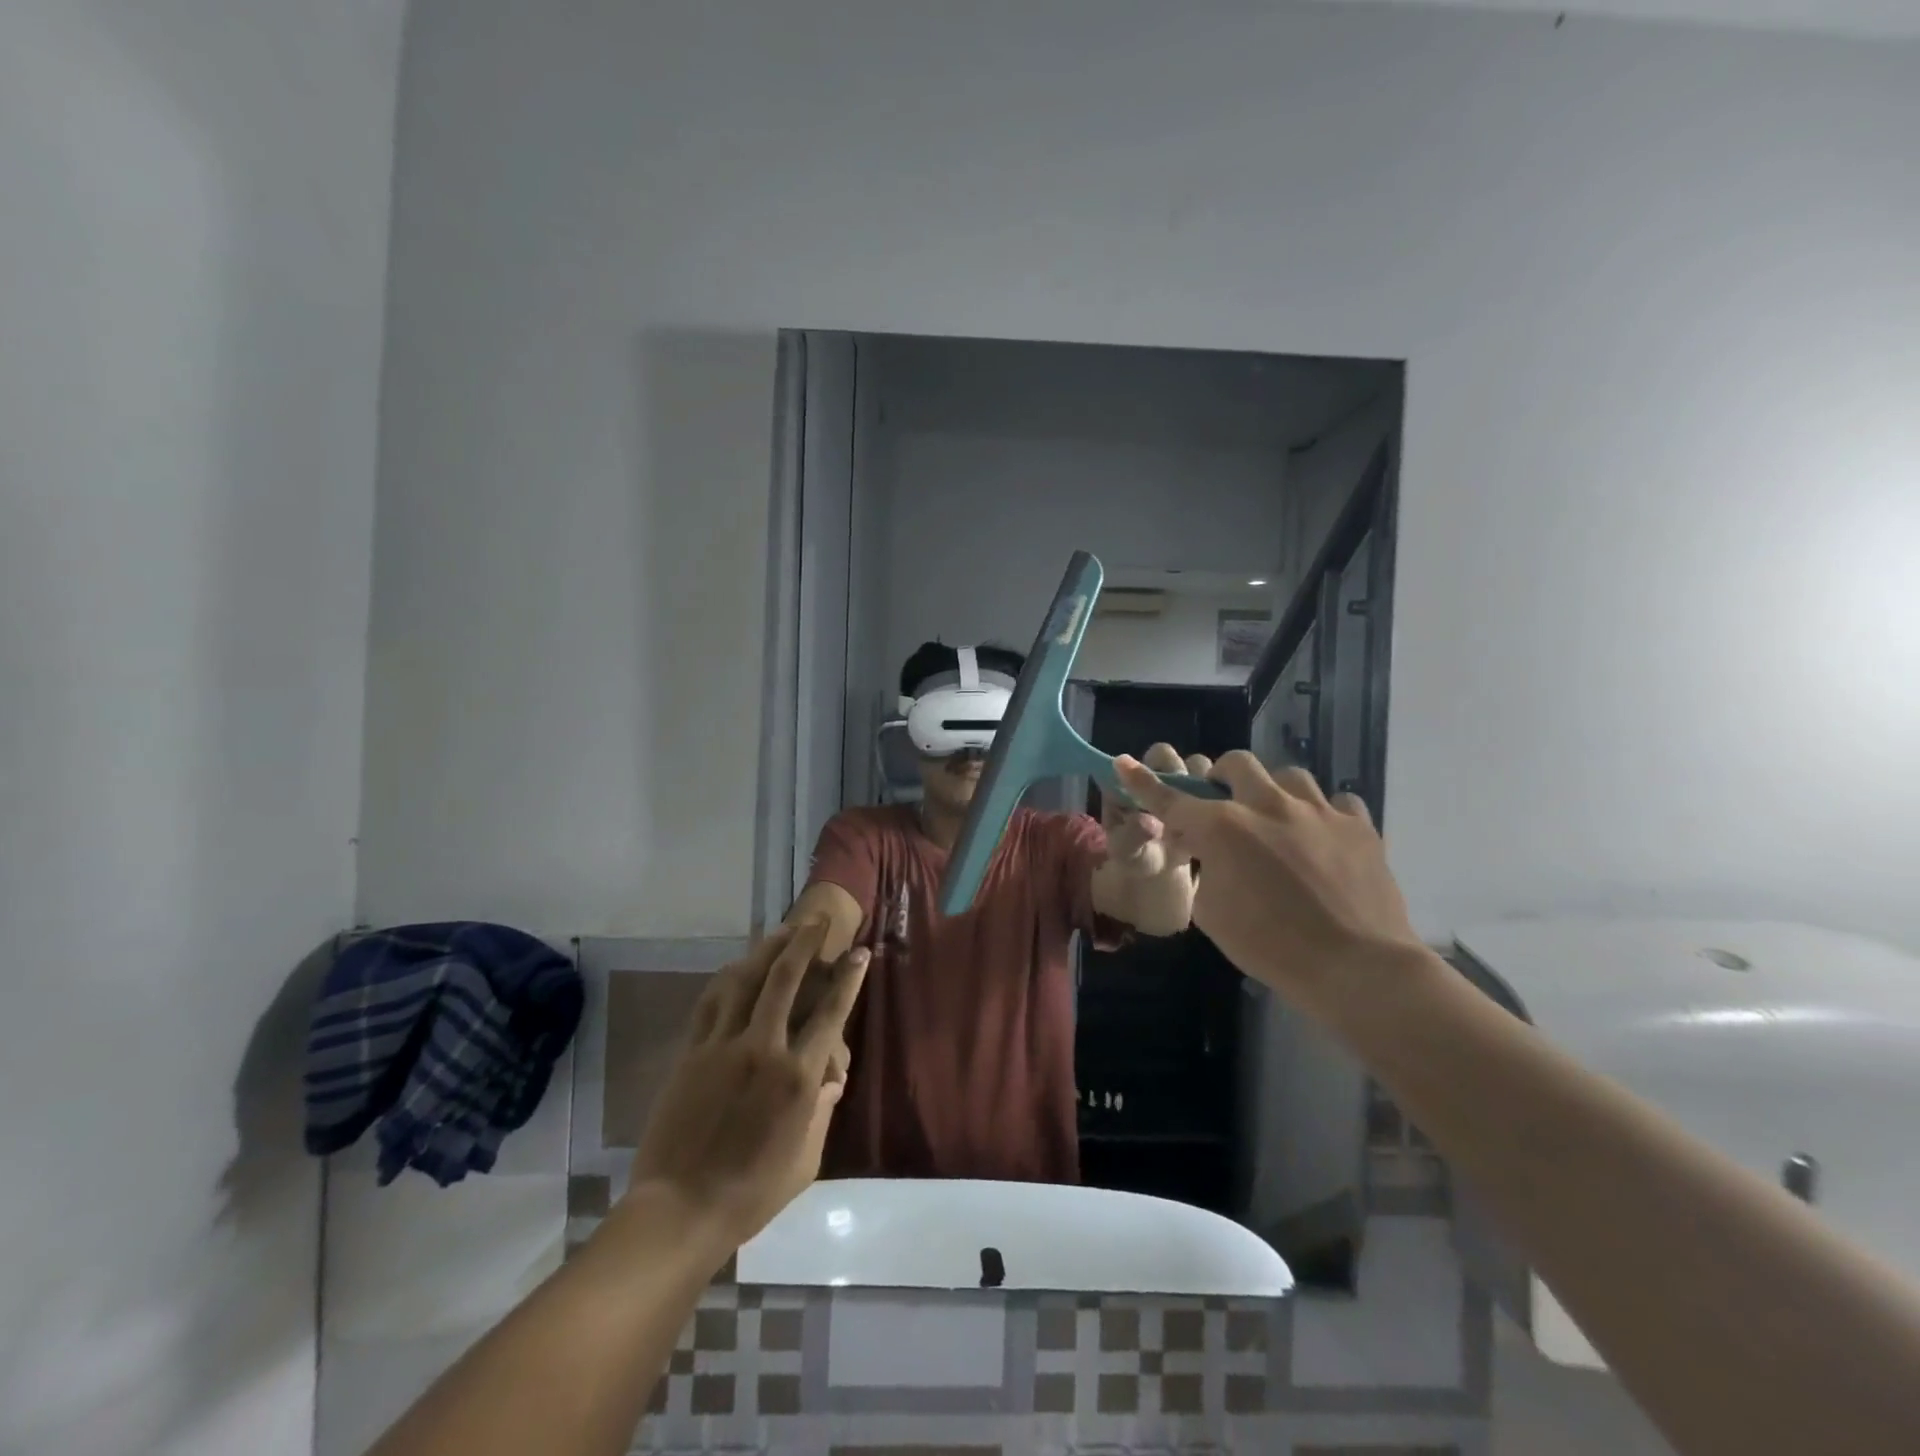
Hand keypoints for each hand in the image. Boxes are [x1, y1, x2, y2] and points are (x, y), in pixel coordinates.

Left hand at [629, 921, 869, 1247]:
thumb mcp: (806, 1159)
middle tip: (818, 919)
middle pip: (786, 979)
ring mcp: (723, 1046)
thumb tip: (829, 1078)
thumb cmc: (751, 1193)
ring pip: (746, 980)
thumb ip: (822, 1111)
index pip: (831, 1013)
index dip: (849, 978)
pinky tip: (738, 965)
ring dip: (767, 949)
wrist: (679, 1210)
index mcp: (798, 1077)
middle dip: (805, 942)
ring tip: (782, 930)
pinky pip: (711, 1002)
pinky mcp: (692, 1052)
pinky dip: (728, 977)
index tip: (860, 953)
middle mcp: (763, 1049)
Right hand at [1113, 751, 1423, 1020]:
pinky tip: (1321, 837)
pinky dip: (1322, 813)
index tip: (1124, 763)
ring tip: (1277, 819)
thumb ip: (1204, 871)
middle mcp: (1268, 805)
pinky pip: (1337, 801)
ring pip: (1289, 775)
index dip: (1144, 782)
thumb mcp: (1211, 914)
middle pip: (1237, 764)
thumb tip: (1210, 854)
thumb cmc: (1271, 947)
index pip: (1172, 798)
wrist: (1357, 968)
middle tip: (1225, 805)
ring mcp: (1318, 811)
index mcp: (1223, 828)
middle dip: (1223, 778)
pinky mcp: (1359, 826)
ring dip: (1274, 791)